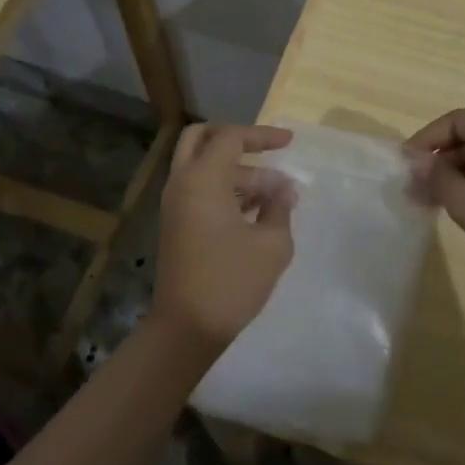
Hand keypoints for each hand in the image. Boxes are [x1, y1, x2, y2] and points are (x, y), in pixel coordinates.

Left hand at [151, 124, 296, 353]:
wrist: (187, 328)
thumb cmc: (231, 281)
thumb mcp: (271, 244)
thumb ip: (279, 208)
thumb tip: (283, 189)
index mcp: (202, 180)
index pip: (230, 138)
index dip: (262, 135)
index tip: (289, 143)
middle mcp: (182, 184)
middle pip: (201, 139)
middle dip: (235, 139)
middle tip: (266, 150)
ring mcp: (175, 205)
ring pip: (202, 166)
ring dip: (236, 170)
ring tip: (276, 194)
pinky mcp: (177, 225)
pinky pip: (199, 189)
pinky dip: (225, 188)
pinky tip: (256, 209)